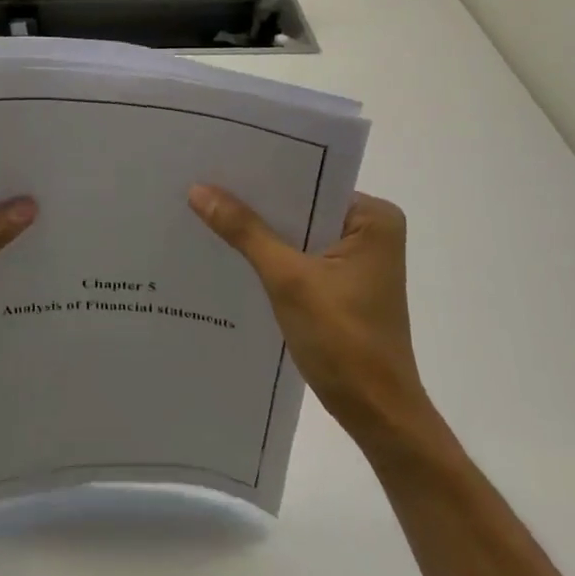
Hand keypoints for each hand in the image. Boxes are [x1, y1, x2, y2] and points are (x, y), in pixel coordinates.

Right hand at [188, 186, 426, 429]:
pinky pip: (298, 254)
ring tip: (205, 208)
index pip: (309, 180)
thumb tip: (198, 189)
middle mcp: (370, 230)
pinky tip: (229, 248)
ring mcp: (356, 258)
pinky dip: (270, 254)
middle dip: (257, 201)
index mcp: (373, 217)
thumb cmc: (343, 340)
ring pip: (297, 231)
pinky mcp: (341, 282)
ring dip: (260, 229)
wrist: (376, 415)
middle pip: (301, 205)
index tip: (217, 160)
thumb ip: (245, 231)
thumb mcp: (288, 279)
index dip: (263, 173)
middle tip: (202, 181)